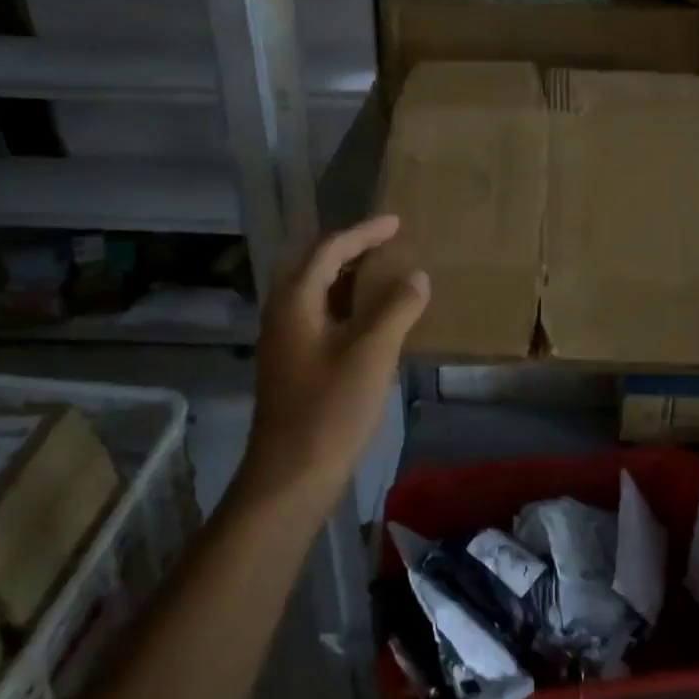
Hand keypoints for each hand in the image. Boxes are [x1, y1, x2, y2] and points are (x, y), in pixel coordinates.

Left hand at [239, 215, 429, 508]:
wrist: (290, 476)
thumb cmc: (330, 409)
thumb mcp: (372, 353)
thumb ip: (396, 308)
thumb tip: (416, 276)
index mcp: (295, 302)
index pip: (328, 250)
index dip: (364, 233)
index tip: (396, 222)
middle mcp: (282, 314)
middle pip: (313, 266)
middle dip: (349, 249)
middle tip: (386, 243)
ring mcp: (283, 342)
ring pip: (315, 292)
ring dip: (346, 276)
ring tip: (383, 272)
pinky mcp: (291, 365)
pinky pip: (318, 316)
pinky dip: (344, 304)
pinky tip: (370, 319)